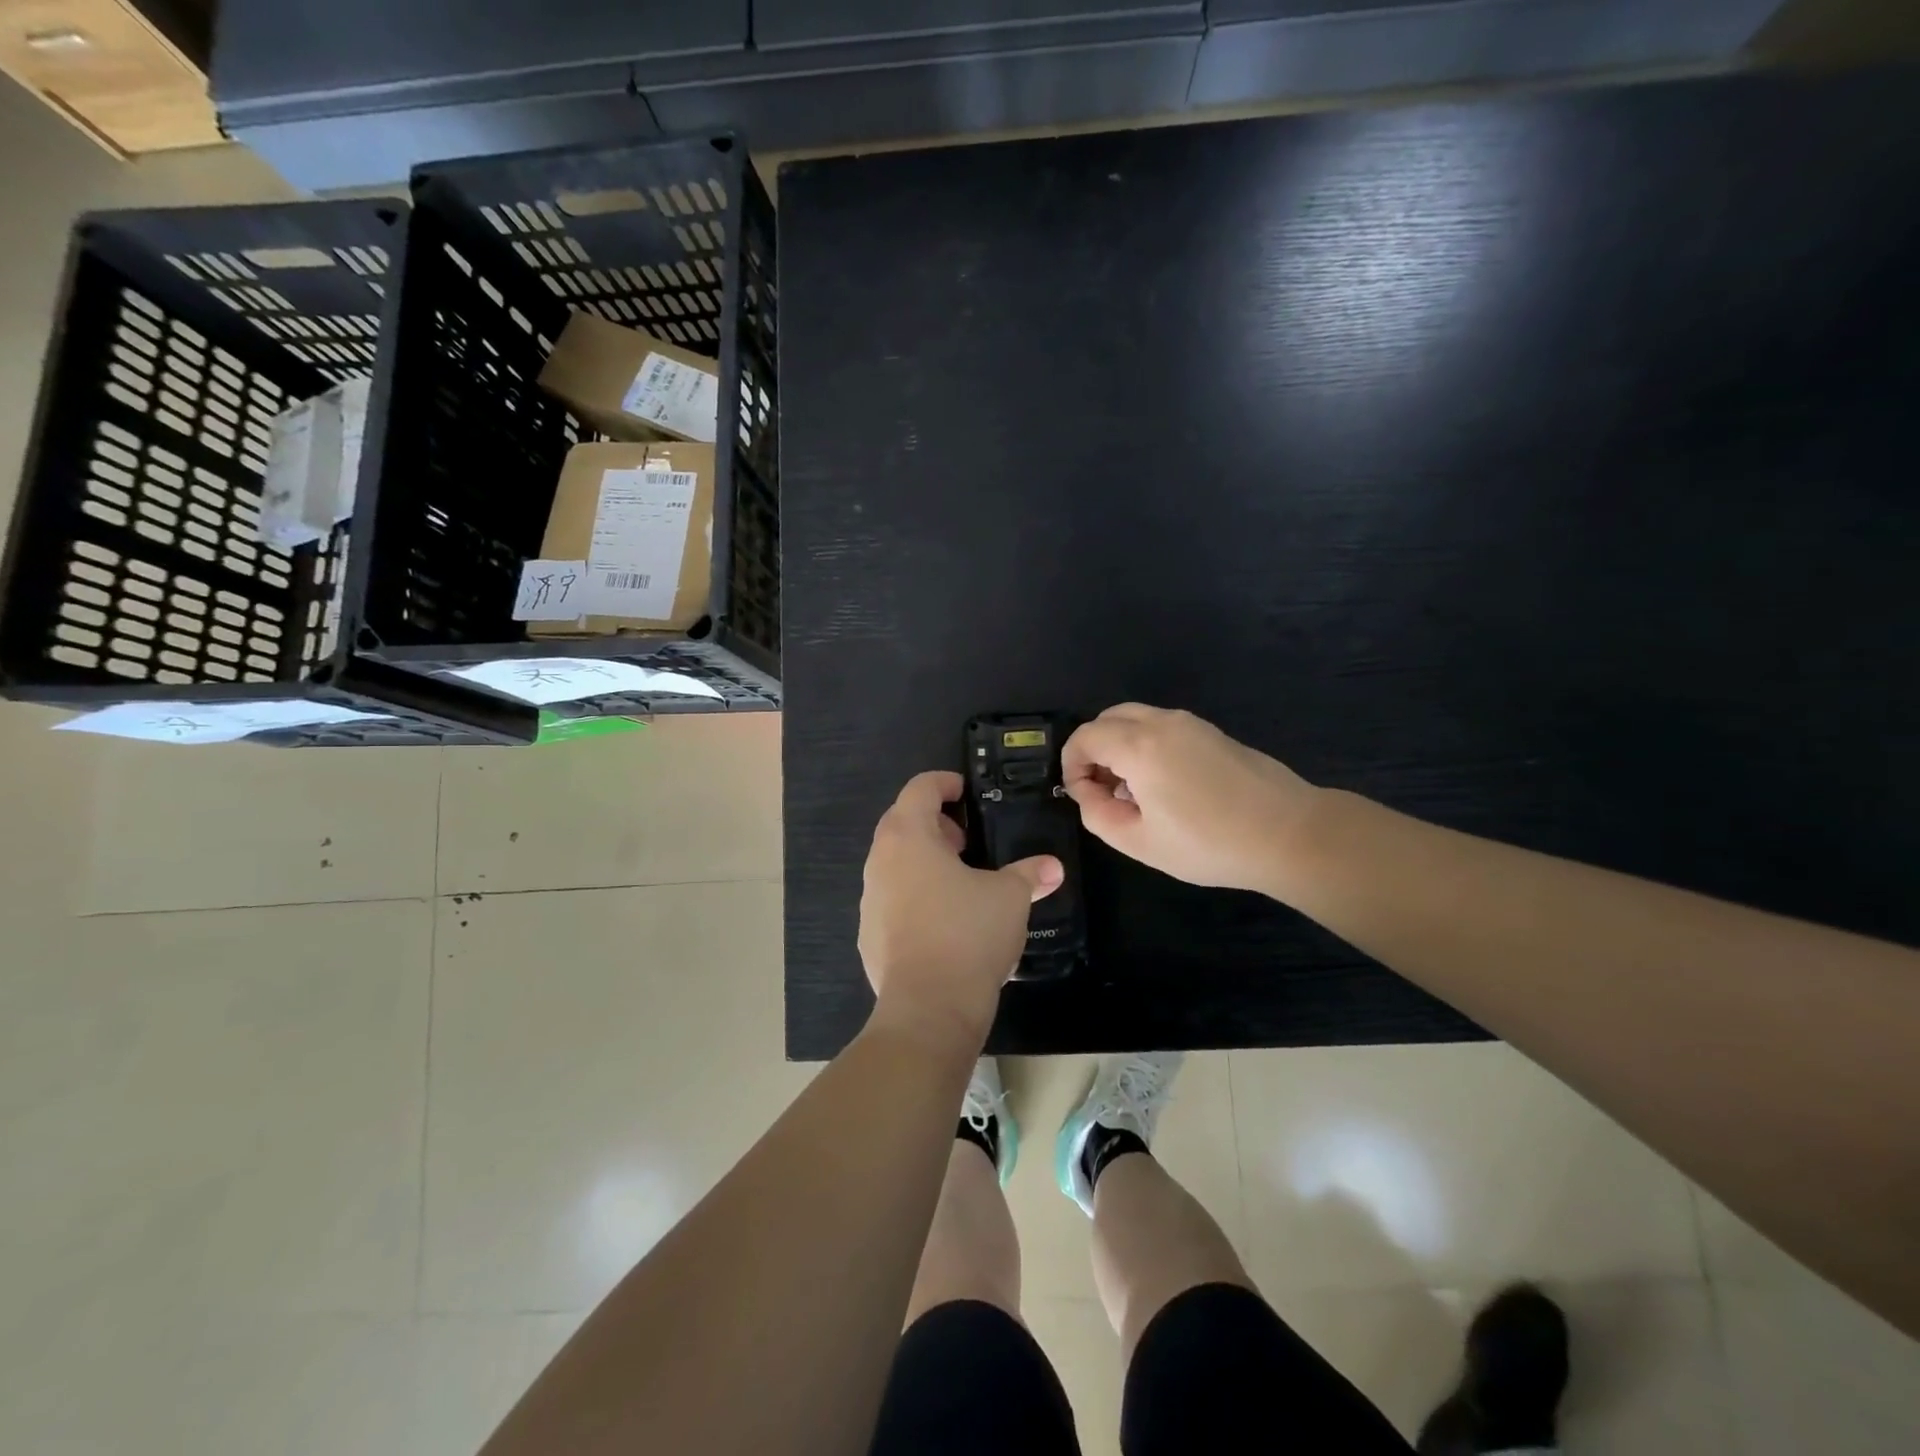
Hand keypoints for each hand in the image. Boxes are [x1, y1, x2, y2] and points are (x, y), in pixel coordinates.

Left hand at [859, 771, 1062, 1045]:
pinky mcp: (869, 935)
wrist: (928, 1008)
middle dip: (934, 824)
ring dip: (923, 861)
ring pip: (894, 863)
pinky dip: (914, 896)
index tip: (965, 791)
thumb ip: (1029, 874)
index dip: (944, 783)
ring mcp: (870, 900)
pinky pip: (892, 900)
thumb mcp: (1010, 897)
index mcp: (908, 837)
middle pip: (901, 823)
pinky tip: (943, 921)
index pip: (919, 788)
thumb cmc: (968, 934)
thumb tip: (1052, 868)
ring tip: (959, 880)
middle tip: (967, 840)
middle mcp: (880, 861)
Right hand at [1062, 704, 1318, 896]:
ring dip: (1120, 746)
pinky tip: (1164, 786)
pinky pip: (1162, 727)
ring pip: (1136, 719)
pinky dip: (1145, 745)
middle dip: (1093, 750)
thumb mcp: (1140, 842)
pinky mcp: (1212, 732)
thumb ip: (1098, 815)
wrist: (1289, 834)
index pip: (1084, 737)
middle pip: (1108, 719)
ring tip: (1132, 791)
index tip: (1081, 796)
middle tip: (1101, 790)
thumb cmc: (1209, 843)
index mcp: (1139, 746)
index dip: (1071, 765)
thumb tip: (1087, 793)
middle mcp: (1162, 722)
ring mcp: (1191, 723)